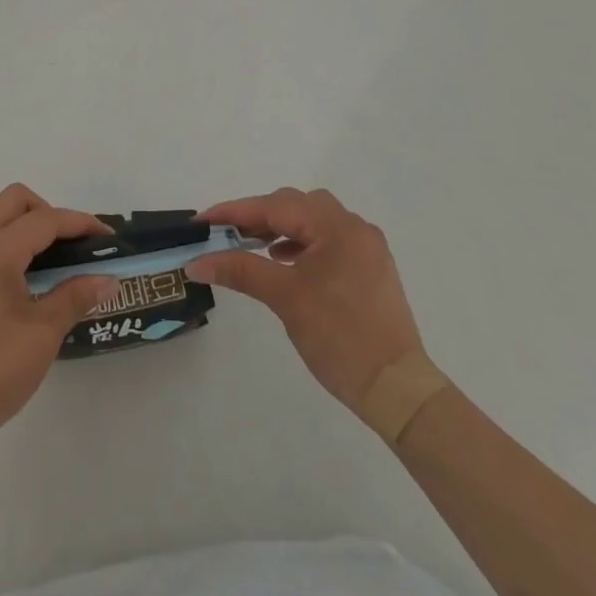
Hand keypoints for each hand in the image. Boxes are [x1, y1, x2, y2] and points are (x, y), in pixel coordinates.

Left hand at [0, 185, 116, 457]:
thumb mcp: (42, 335)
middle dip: (49, 214)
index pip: (45, 220)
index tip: (107, 239)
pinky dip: (2, 248)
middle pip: (15, 201)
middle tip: (72, 248)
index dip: (81, 224)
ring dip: (23, 229)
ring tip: (47, 268)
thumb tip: (107, 279)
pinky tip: (15, 288)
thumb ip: (75, 297)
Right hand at [189, 188, 425, 412]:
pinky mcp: (370, 269)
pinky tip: (285, 261)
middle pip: (296, 205)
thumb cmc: (339, 337)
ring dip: (280, 228)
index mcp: (337, 227)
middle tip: (225, 235)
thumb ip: (240, 270)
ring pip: (313, 221)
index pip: (275, 206)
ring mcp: (366, 248)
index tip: (202, 220)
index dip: (235, 211)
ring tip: (252, 246)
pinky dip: (302, 243)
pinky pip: (328, 241)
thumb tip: (197, 262)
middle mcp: (355, 227)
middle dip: (258, 216)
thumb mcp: (285, 299)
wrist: (397, 390)